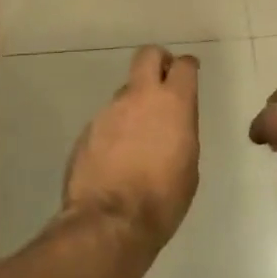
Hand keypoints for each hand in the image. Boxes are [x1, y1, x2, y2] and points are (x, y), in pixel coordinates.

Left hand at [62, 46, 200, 248]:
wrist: (111, 222)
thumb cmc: (163, 198)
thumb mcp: (189, 164)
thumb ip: (181, 132)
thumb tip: (170, 124)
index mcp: (173, 103)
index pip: (183, 66)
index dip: (188, 66)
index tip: (190, 73)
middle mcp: (139, 97)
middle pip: (147, 55)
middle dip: (158, 60)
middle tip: (163, 79)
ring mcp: (109, 111)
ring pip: (124, 93)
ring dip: (134, 107)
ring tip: (138, 141)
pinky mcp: (87, 130)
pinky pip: (106, 121)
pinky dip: (114, 132)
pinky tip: (117, 160)